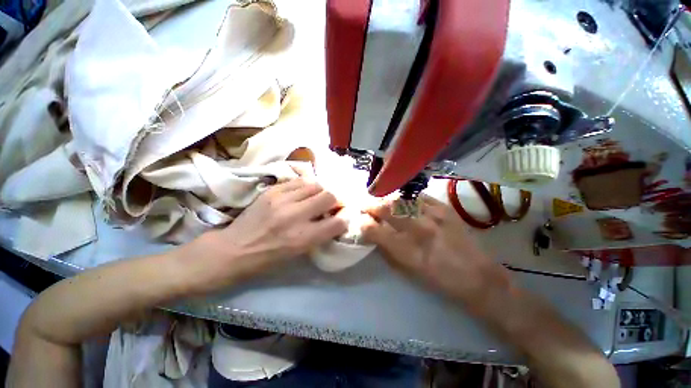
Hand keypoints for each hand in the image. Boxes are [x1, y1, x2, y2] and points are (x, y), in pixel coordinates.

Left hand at [184, 175, 347, 286]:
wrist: (234, 249)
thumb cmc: (268, 258)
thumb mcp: (299, 252)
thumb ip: (320, 234)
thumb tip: (335, 218)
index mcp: (303, 238)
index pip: (338, 222)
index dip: (346, 217)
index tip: (344, 215)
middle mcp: (296, 216)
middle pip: (330, 196)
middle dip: (335, 200)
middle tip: (332, 204)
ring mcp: (283, 200)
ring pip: (316, 184)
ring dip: (321, 191)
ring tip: (316, 197)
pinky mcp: (272, 191)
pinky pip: (299, 181)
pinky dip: (306, 186)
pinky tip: (303, 192)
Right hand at [363, 196, 509, 302]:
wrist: (477, 275)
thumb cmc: (438, 279)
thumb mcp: (408, 271)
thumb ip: (387, 249)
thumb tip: (372, 232)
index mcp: (407, 252)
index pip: (376, 231)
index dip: (363, 223)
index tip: (359, 219)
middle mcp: (418, 230)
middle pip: (387, 209)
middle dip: (371, 205)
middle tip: (365, 205)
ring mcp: (433, 216)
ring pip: (401, 200)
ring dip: (386, 199)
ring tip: (381, 201)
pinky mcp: (444, 208)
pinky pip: (418, 197)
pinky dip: (406, 198)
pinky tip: (402, 200)